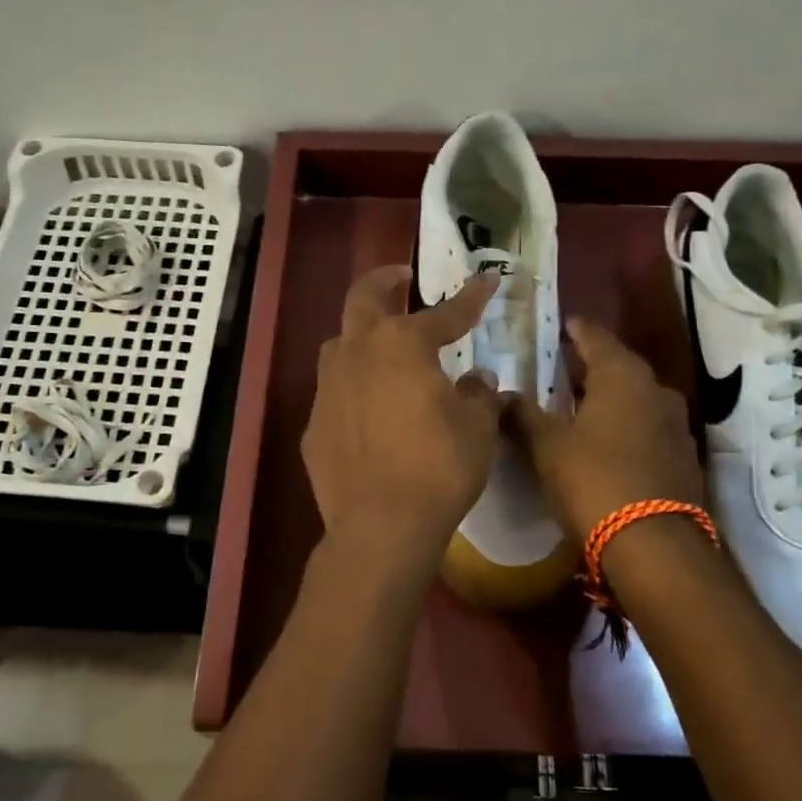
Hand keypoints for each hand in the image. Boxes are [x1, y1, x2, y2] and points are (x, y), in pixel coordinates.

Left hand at [302, 266, 502, 545]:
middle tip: (400, 276)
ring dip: (359, 334)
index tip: (487, 280)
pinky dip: (352, 389)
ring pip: (338, 344)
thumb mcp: (477, 427)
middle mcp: (357, 354)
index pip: (445, 312)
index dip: (470, 297)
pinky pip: (333, 394)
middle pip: (363, 299)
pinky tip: (365, 408)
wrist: (382, 524)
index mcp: (402, 344)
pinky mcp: (314, 426)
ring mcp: (328, 389)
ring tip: (378, 342)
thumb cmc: (439, 466)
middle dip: (384, 281)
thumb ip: (479, 395)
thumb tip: (476, 381)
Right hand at [505, 317, 704, 540]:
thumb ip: (523, 416)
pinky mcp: (683, 458)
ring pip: (637, 398)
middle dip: (592, 365)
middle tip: (564, 366)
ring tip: (582, 405)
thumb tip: (500, 395)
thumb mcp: (546, 447)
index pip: (596, 338)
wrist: (655, 546)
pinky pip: (649, 427)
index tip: (563, 324)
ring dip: (611, 397)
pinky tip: (607, 442)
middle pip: (620, 367)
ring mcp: (676, 425)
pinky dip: (626, 425)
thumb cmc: (593, 481)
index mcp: (622, 376)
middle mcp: (656, 391)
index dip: (577, 330)